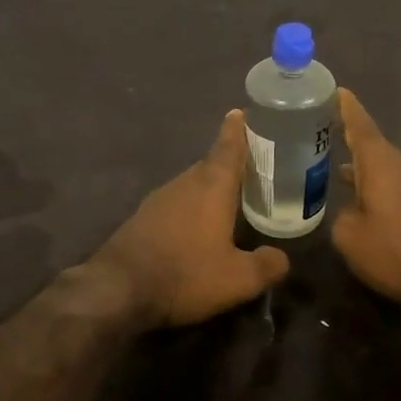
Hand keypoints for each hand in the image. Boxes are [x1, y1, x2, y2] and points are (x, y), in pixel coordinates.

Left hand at [92, 111, 291, 327]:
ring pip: (192, 184)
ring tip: (230, 195)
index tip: (241, 112)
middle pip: (211, 164)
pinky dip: (192, 205)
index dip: (237, 130)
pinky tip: (198, 225)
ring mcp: (160, 199)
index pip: (228, 147)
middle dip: (229, 161)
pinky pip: (176, 202)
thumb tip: (282, 258)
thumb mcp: (237, 279)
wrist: (119, 288)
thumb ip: (266, 266)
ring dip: (210, 186)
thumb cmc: (186, 274)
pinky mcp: (143, 217)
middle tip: (250, 164)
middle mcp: (185, 183)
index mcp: (212, 186)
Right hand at [331, 88, 400, 306]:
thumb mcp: (350, 238)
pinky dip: (371, 182)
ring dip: (357, 164)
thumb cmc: (396, 250)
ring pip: (379, 165)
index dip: (345, 106)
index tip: (332, 88)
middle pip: (368, 142)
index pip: (359, 123)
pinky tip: (356, 197)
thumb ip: (339, 216)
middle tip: (315, 130)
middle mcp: (399, 164)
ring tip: (329, 165)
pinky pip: (390, 182)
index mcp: (379, 162)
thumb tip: (346, 211)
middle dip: (344, 135)